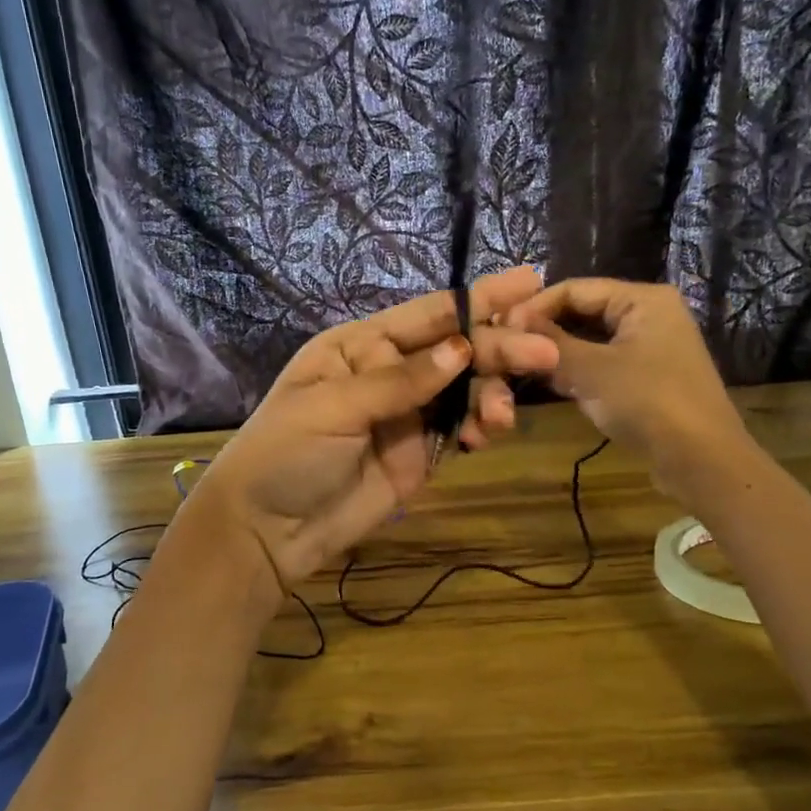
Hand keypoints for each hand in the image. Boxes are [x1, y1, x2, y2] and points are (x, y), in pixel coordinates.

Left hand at [192, 267, 560, 590]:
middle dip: (500, 348)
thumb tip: (461, 349)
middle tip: (543, 354)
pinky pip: (460, 429)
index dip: (479, 297)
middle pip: (456, 350)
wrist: (268, 530)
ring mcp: (407, 414)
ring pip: (466, 390)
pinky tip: (485, 436)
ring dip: (492, 395)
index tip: (530, 281)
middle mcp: (389, 372)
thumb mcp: (334, 407)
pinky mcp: (419, 455)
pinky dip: (479, 428)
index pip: (428, 314)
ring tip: (498, 419)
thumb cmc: (286, 453)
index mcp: (361, 346)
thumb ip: (400, 381)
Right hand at [509, 278, 748, 486]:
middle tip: (505, 347)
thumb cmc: (648, 403)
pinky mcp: (647, 377)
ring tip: (519, 364)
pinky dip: (577, 370)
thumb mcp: (592, 371)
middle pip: (584, 311)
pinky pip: (603, 363)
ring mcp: (650, 347)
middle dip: (546, 329)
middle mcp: (649, 314)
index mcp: (643, 299)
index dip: (535, 306)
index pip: (575, 288)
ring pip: (592, 340)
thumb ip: (551, 344)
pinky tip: (550, 383)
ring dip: (558, 352)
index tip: (499, 327)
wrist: (702, 461)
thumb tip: (511, 323)